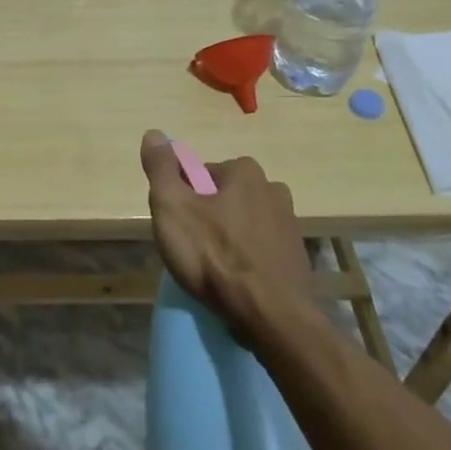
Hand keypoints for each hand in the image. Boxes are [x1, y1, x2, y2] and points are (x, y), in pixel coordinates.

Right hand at [139, 130, 312, 344]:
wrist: (270, 316)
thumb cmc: (214, 256)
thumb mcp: (172, 207)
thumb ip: (161, 168)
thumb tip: (154, 133)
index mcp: (245, 171)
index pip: (201, 174)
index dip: (183, 197)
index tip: (176, 224)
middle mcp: (273, 189)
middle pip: (224, 197)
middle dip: (207, 216)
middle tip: (191, 249)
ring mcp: (289, 224)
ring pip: (244, 223)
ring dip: (228, 238)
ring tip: (213, 270)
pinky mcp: (297, 257)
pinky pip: (261, 249)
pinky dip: (247, 259)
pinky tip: (235, 282)